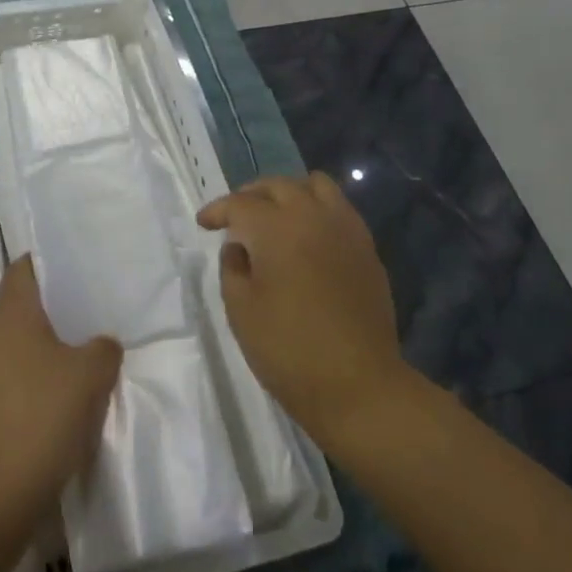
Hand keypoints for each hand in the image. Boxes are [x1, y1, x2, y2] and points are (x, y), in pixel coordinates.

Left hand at [0, 257, 121, 507]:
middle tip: (91, 309)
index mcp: (13, 314)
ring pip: (21, 344)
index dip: (45, 263)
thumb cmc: (42, 413)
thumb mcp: (90, 374)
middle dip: (54, 307)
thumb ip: (103, 349)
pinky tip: (68, 393)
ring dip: (49, 346)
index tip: (73, 266)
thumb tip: (100, 345)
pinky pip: (18, 376)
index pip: (22, 269)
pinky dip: (40, 377)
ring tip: (86, 351)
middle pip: (22, 306)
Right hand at [197, 173, 404, 445]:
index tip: (204, 223)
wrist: (359, 386)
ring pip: (315, 186)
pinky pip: (339, 209)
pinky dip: (317, 210)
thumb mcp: (240, 309)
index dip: (217, 210)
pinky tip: (306, 237)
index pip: (240, 203)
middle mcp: (313, 216)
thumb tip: (240, 246)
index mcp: (276, 228)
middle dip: (251, 195)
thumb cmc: (288, 350)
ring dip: (289, 194)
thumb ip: (232, 266)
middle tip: (235, 217)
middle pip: (278, 185)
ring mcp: (345, 229)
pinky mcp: (367, 248)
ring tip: (275, 217)